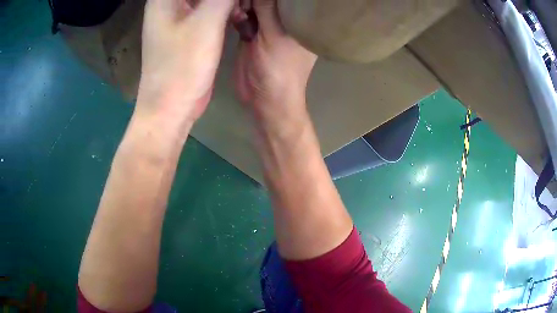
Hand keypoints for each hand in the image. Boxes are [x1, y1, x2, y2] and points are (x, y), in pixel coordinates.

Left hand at [138, 0, 233, 121]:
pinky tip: (240, 16)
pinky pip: (210, 9)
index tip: (232, 2)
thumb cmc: (182, 66)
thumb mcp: (206, 23)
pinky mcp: (189, 30)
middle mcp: (170, 4)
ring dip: (229, 1)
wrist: (171, 107)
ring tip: (244, 7)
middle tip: (243, 3)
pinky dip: (226, 9)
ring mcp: (179, 17)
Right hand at [233, 0, 316, 118]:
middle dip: (253, 0)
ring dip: (244, 6)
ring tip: (242, 14)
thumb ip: (266, 8)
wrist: (264, 98)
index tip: (256, 1)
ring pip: (255, 6)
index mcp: (299, 20)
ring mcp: (267, 27)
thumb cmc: (278, 68)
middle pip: (269, 1)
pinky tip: (237, 18)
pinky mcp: (252, 34)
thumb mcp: (273, 35)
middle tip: (247, 8)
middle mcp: (285, 20)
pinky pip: (245, 17)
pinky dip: (239, 15)